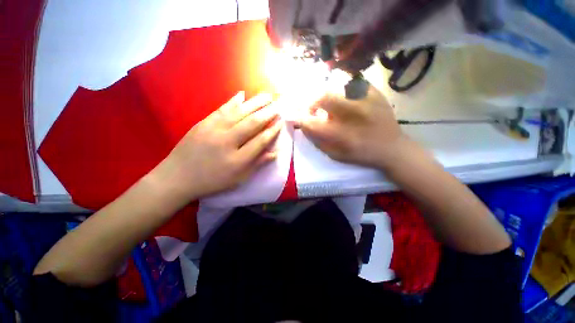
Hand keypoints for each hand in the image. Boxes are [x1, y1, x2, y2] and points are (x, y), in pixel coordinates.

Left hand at [155, 91, 280, 203]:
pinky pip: (221, 109)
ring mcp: (214, 130)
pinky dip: (233, 101)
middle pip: (252, 123)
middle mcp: (227, 142)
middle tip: (278, 104)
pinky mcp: (203, 123)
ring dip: (255, 103)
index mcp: (238, 159)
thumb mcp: (238, 179)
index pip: (261, 141)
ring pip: (239, 113)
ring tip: (267, 96)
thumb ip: (257, 164)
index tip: (281, 122)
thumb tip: (275, 153)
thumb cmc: (213, 181)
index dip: (272, 131)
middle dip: (268, 113)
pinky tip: (242, 94)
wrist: (178, 177)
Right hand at [296, 85, 402, 168]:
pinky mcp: (375, 92)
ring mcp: (367, 100)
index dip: (302, 120)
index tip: (301, 119)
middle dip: (312, 102)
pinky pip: (351, 81)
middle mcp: (354, 115)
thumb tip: (304, 125)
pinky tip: (342, 96)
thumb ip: (317, 140)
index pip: (312, 123)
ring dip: (326, 93)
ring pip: (337, 85)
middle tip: (313, 108)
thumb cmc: (360, 154)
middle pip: (324, 97)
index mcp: (343, 136)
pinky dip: (341, 87)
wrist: (391, 148)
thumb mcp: (335, 155)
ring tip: (328, 102)